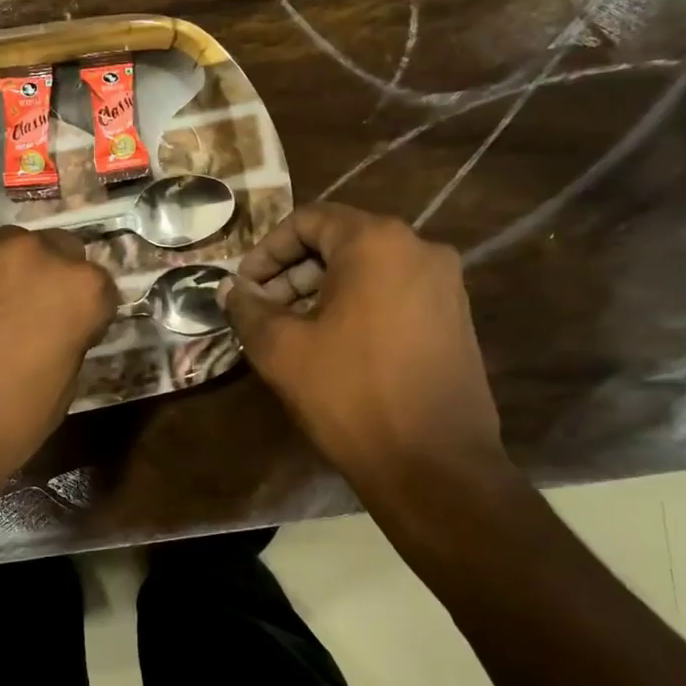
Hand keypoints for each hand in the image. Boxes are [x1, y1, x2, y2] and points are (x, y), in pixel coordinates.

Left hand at [0, 227, 116, 513]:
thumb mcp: (57, 398)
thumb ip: (68, 344)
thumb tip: (59, 331)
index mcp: (74, 289)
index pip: (100, 287)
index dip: (89, 315)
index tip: (74, 337)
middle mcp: (29, 253)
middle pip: (57, 253)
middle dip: (53, 282)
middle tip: (33, 321)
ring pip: (7, 251)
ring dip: (9, 276)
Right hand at [222, 204, 508, 495]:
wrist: (435, 465)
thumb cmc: (351, 394)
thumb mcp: (281, 349)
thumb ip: (248, 309)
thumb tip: (230, 289)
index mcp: (377, 242)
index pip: (308, 220)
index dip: (267, 250)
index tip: (244, 287)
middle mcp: (419, 249)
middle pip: (340, 242)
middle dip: (292, 273)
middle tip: (261, 312)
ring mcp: (445, 284)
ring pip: (368, 269)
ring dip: (321, 291)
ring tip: (291, 333)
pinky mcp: (456, 318)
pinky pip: (394, 293)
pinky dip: (357, 306)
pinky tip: (333, 346)